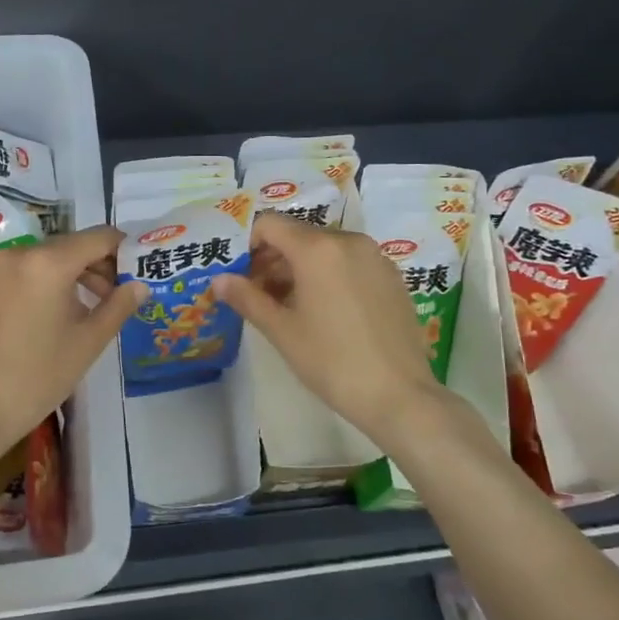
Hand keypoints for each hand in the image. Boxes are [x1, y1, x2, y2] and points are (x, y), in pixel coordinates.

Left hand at [0, 226, 145, 461]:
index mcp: (49, 262)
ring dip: (67, 276)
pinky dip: (39, 284)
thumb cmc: (38, 377)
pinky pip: (18, 274)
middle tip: (113, 298)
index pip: (98, 237)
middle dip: (96, 266)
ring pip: (42, 260)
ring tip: (81, 312)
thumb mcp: (88, 343)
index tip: (136, 271)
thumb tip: (140, 284)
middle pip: (68, 246)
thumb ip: (118, 306)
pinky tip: (44, 318)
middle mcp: (17, 254)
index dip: (123, 250)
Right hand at [213, 213, 448, 440]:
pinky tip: (323, 311)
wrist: (399, 395)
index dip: (247, 243)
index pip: (270, 224)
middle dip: (272, 259)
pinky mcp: (391, 276)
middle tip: (256, 294)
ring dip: (298, 268)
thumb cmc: (332, 361)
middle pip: (297, 235)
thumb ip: (247, 298)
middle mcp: (348, 241)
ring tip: (287, 306)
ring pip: (324, 249)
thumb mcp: (282, 331)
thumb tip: (218, 281)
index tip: (238, 273)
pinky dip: (327, 274)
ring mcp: (375, 257)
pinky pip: (348, 262)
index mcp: (318, 249)